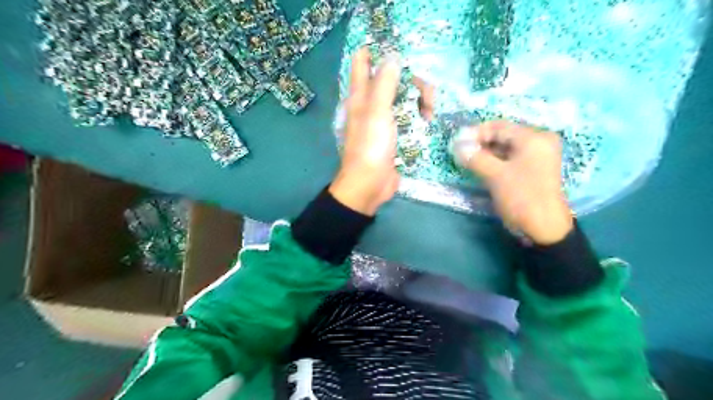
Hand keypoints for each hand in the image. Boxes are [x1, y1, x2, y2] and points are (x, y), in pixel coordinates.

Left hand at [334, 49, 434, 216]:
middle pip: (392, 79)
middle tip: (427, 95)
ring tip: (429, 113)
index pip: (363, 62)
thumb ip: (384, 83)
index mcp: (360, 96)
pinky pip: (408, 117)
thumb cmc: (370, 147)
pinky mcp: (394, 135)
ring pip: (403, 97)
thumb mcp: (377, 112)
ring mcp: (383, 120)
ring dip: (419, 100)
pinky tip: (428, 121)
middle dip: (412, 81)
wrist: (370, 184)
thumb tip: (392, 56)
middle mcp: (370, 104)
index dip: (377, 51)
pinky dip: (418, 115)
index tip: (401, 54)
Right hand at [457, 119, 571, 243]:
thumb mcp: (496, 176)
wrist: (543, 228)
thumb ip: (475, 157)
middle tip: (459, 151)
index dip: (475, 133)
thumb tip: (456, 145)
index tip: (456, 142)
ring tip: (465, 159)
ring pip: (504, 148)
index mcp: (534, 138)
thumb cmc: (522, 197)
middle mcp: (538, 142)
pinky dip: (493, 161)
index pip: (499, 127)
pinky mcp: (531, 169)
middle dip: (479, 142)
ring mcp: (536, 157)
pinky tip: (479, 166)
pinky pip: (509, 158)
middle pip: (502, 136)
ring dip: (485, 152)